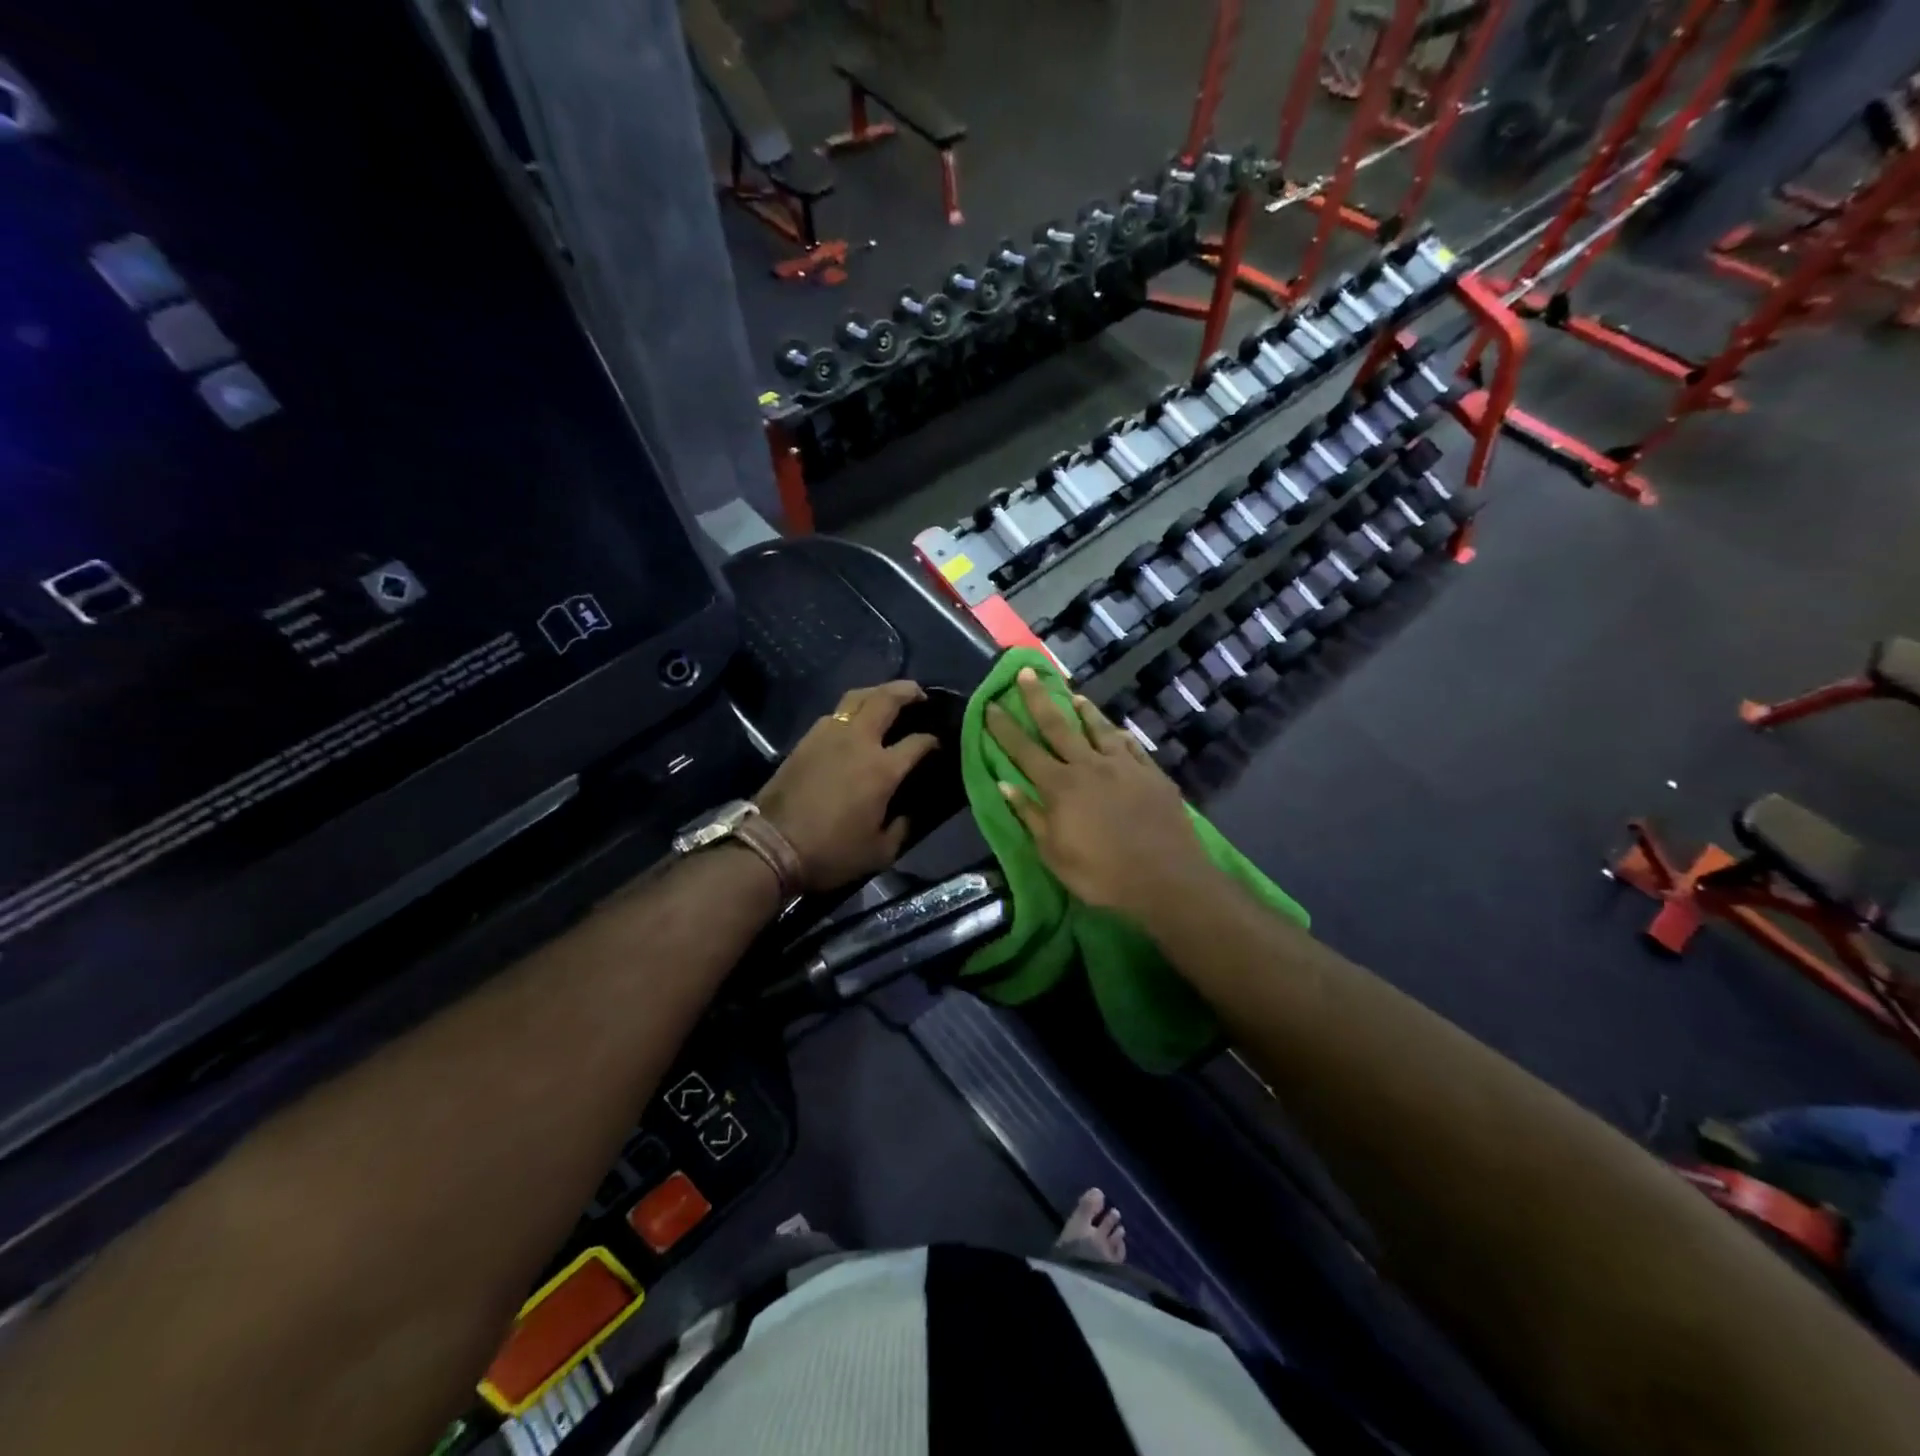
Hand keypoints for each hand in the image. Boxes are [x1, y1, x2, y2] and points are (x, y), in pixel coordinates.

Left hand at [754, 680, 940, 892]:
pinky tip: (854, 723)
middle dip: (908, 691)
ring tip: (886, 698)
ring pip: (857, 698)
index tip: (938, 744)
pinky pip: (835, 713)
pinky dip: (851, 710)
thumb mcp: (879, 852)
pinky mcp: (806, 740)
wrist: (772, 846)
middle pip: (886, 699)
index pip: (918, 741)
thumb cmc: (831, 852)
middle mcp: (858, 741)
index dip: (932, 740)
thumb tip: (908, 813)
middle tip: (919, 693)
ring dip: (877, 693)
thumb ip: (901, 828)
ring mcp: (829, 735)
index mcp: (882, 768)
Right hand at [986, 667, 1213, 912]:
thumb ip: (1030, 815)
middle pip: (1058, 726)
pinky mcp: (1152, 774)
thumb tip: (1005, 784)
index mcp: (1060, 786)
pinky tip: (1118, 730)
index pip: (1024, 750)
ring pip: (1099, 729)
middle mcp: (1089, 766)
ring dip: (1084, 711)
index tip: (991, 704)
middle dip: (1039, 698)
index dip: (1005, 727)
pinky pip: (1132, 746)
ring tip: (1074, 696)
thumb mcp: (1054, 854)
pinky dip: (1120, 735)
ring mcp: (1124, 766)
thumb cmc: (1101, 875)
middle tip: (1027, 671)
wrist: (1166, 880)